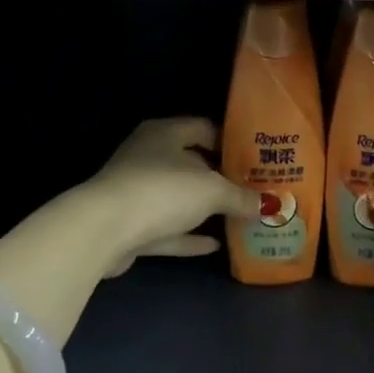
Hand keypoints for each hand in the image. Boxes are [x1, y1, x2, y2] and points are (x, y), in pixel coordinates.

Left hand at [85, 118, 264, 276]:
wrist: (103, 231)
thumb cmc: (162, 191)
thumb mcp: (212, 190)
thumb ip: (241, 197)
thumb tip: (269, 205)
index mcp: (164, 134)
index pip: (202, 128)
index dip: (230, 141)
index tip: (255, 157)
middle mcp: (147, 157)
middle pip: (190, 163)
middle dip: (220, 178)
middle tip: (253, 189)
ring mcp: (135, 192)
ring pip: (177, 198)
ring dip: (203, 209)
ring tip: (238, 217)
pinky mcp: (129, 226)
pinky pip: (167, 228)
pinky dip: (189, 235)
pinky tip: (215, 244)